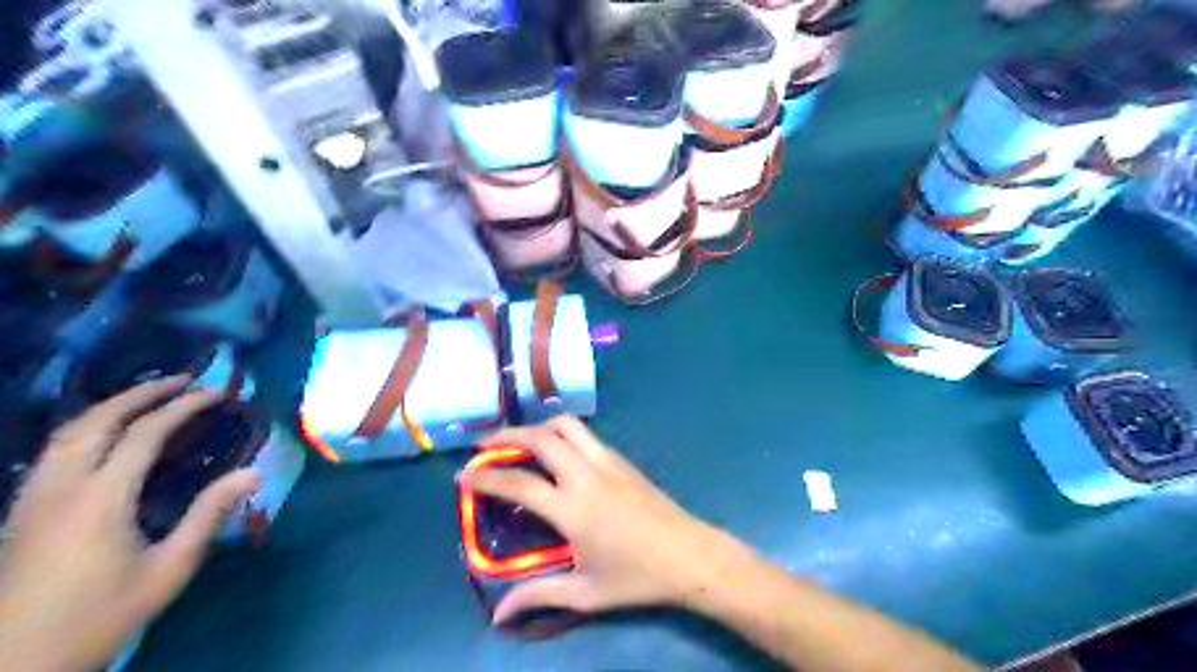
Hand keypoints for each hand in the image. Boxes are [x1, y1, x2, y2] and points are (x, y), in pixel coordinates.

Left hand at [1, 378, 259, 671]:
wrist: (11, 666)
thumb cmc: (99, 617)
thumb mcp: (169, 569)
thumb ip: (209, 515)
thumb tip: (252, 472)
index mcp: (100, 499)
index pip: (145, 434)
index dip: (184, 406)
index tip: (219, 392)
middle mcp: (60, 487)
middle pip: (97, 421)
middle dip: (142, 393)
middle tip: (183, 380)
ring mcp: (32, 498)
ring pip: (66, 433)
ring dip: (111, 407)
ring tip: (148, 397)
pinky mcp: (21, 511)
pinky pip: (53, 452)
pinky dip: (86, 428)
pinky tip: (105, 435)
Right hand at [465, 414, 739, 624]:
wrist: (688, 555)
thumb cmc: (636, 577)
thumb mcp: (585, 593)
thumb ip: (539, 596)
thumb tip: (499, 615)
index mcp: (573, 509)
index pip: (518, 483)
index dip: (486, 476)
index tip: (463, 475)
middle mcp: (586, 475)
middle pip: (540, 438)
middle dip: (507, 436)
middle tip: (484, 445)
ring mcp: (607, 461)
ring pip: (566, 426)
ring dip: (537, 426)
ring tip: (519, 440)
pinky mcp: (621, 459)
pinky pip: (585, 434)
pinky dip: (561, 432)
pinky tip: (556, 449)